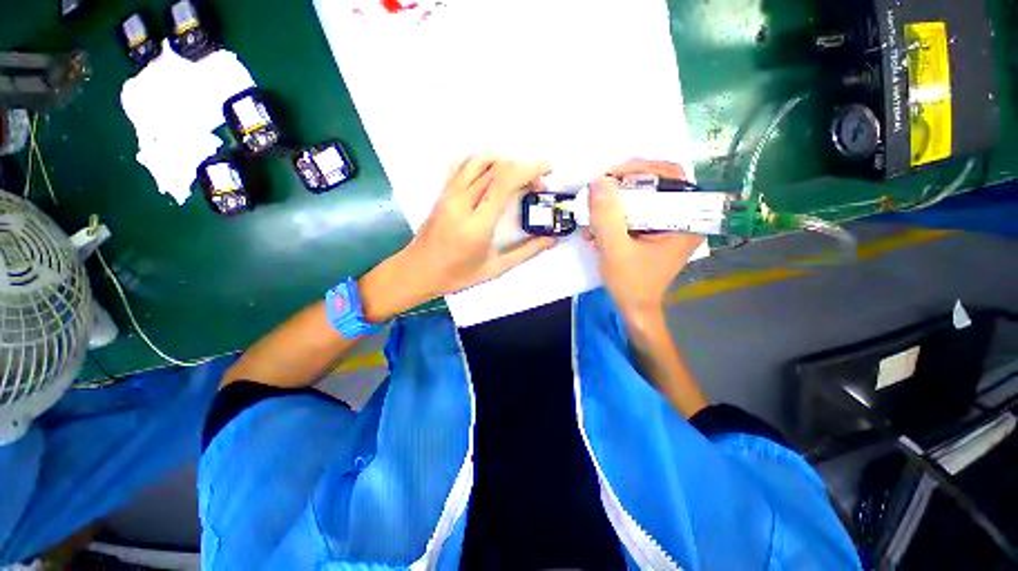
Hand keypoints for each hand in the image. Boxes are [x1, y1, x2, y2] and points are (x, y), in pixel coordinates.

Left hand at [360, 157, 555, 321]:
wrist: (417, 271)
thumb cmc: (457, 275)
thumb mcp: (495, 268)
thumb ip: (526, 252)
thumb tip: (551, 239)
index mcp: (477, 224)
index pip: (505, 181)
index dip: (530, 169)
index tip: (549, 170)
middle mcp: (462, 202)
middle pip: (497, 168)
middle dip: (524, 169)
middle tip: (538, 186)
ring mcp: (449, 194)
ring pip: (479, 160)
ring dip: (504, 162)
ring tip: (518, 178)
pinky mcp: (442, 192)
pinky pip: (462, 165)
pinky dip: (481, 161)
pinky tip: (491, 174)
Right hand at [586, 159, 703, 323]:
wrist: (634, 308)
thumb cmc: (630, 283)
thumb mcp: (615, 250)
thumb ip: (607, 217)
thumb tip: (598, 181)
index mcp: (686, 221)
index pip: (670, 177)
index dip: (641, 169)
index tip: (611, 176)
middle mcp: (683, 218)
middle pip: (655, 184)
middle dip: (623, 187)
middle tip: (599, 191)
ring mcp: (668, 225)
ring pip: (642, 197)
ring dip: (615, 204)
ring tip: (594, 216)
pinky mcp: (654, 231)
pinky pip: (635, 212)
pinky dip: (615, 216)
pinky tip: (598, 229)